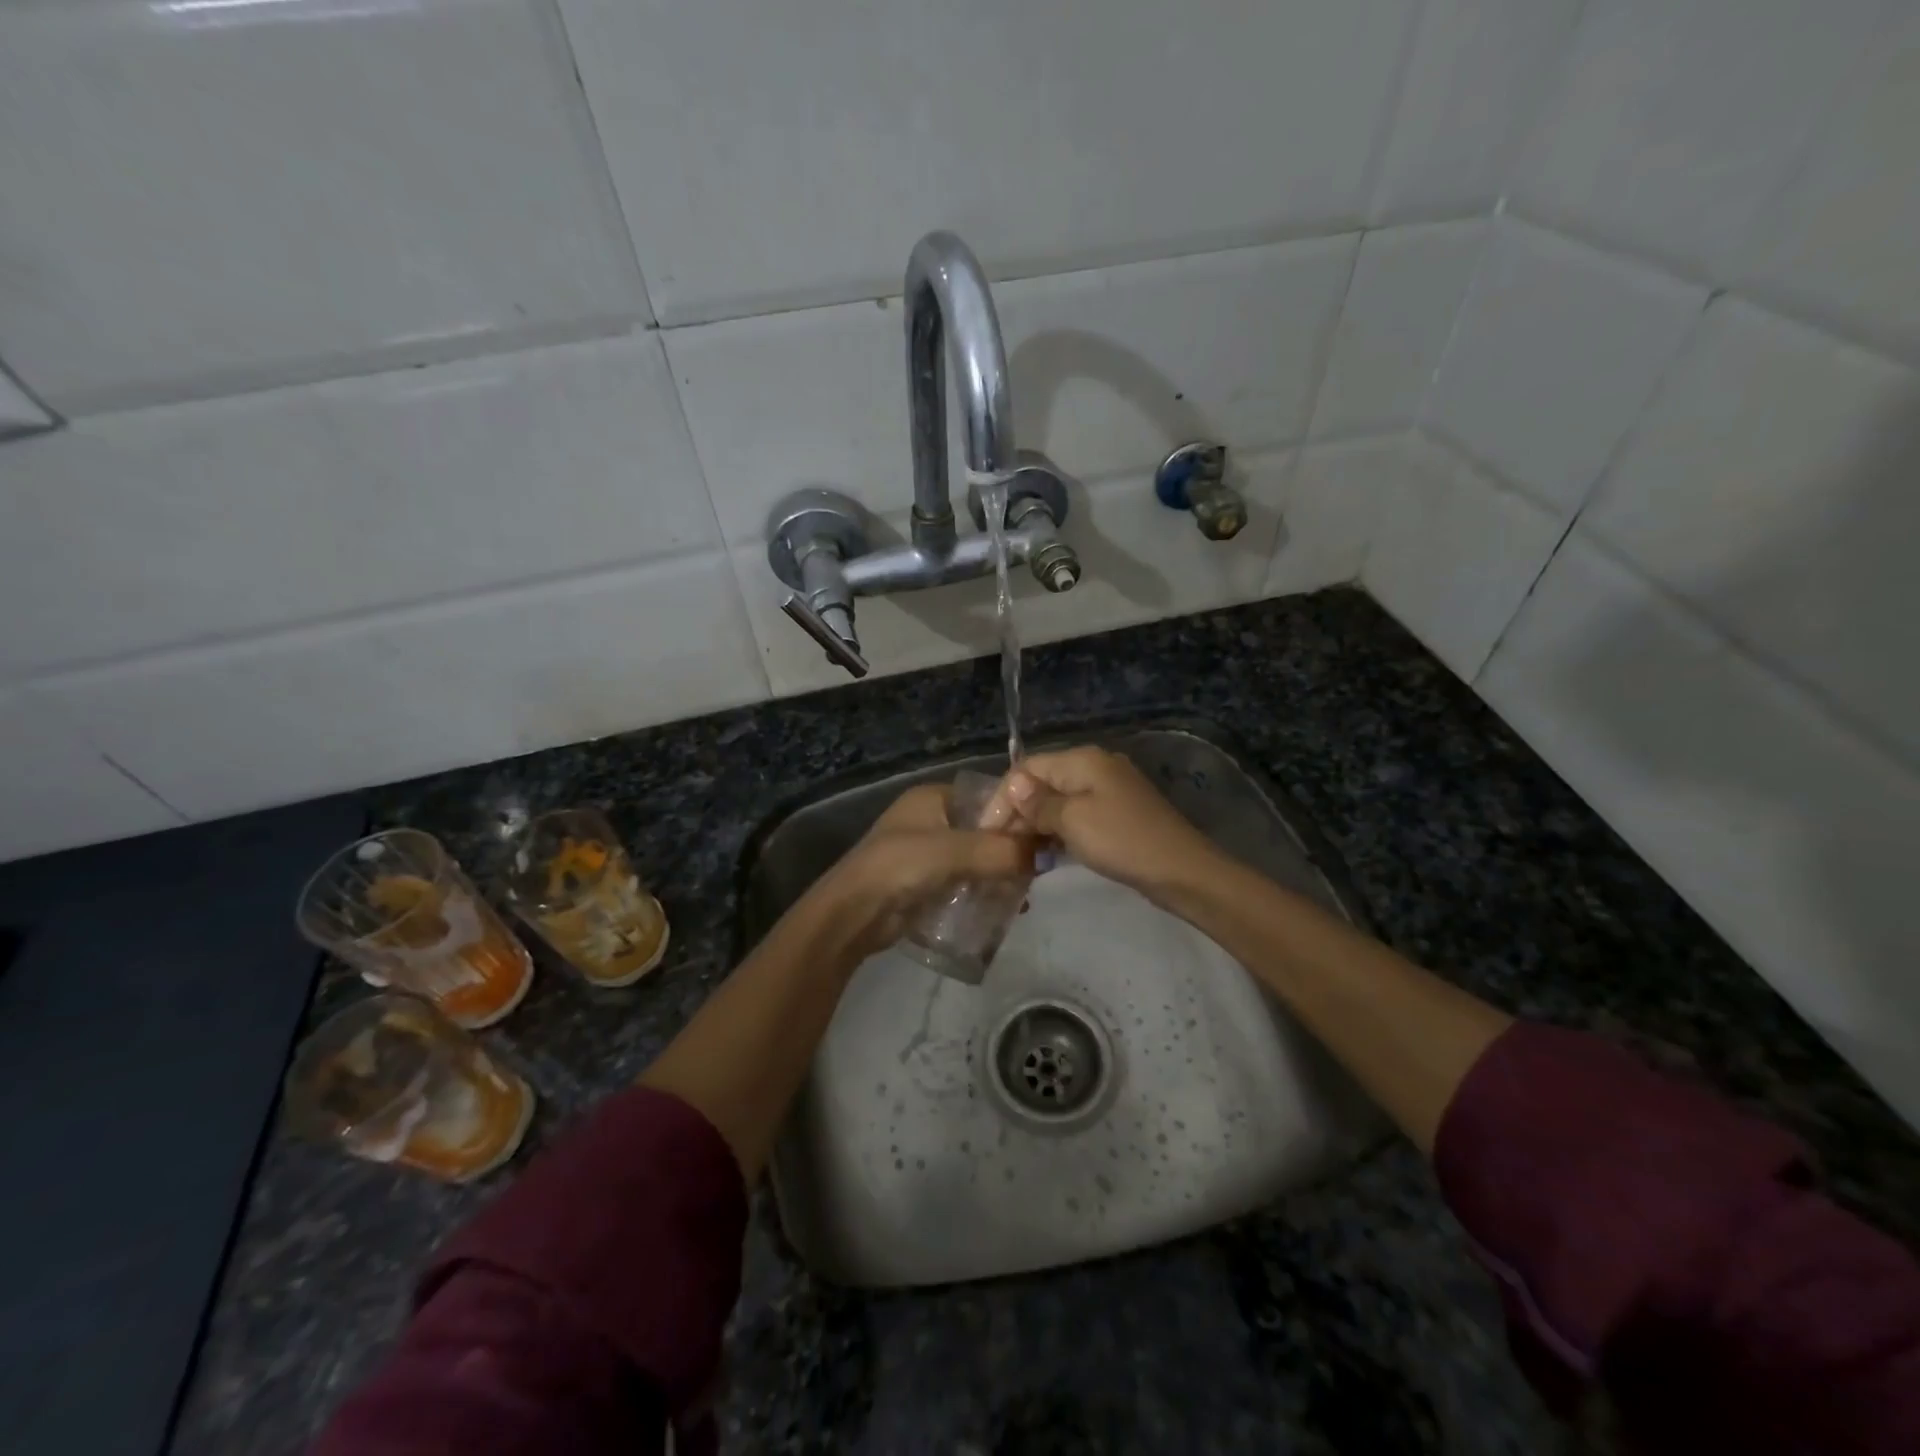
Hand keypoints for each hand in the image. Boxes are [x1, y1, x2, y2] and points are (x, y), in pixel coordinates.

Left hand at [808, 783, 1035, 960]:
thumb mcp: (954, 851)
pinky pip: (965, 882)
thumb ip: (1001, 850)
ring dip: (1000, 873)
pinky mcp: (926, 883)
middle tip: (1041, 869)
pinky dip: (984, 892)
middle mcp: (931, 819)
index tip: (1045, 835)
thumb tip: (1046, 855)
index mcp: (933, 797)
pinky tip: (1007, 909)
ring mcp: (927, 853)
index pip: (986, 796)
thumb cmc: (900, 867)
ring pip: (977, 858)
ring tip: (1028, 893)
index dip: (1016, 813)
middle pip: (984, 829)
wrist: (852, 914)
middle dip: (1011, 848)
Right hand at [1000, 746, 1222, 904]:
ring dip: (1036, 824)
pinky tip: (1045, 853)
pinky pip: (1076, 816)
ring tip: (1017, 853)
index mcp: (1082, 759)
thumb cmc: (1121, 840)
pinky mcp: (1116, 815)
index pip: (1027, 767)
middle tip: (1000, 846)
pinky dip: (1058, 831)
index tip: (987, 831)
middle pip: (1042, 782)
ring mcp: (1108, 791)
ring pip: (1058, 801)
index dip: (1004, 796)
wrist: (1181, 871)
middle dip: (1018, 811)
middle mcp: (1094, 767)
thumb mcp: (1072, 821)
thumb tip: (1014, 788)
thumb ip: (1038, 804)